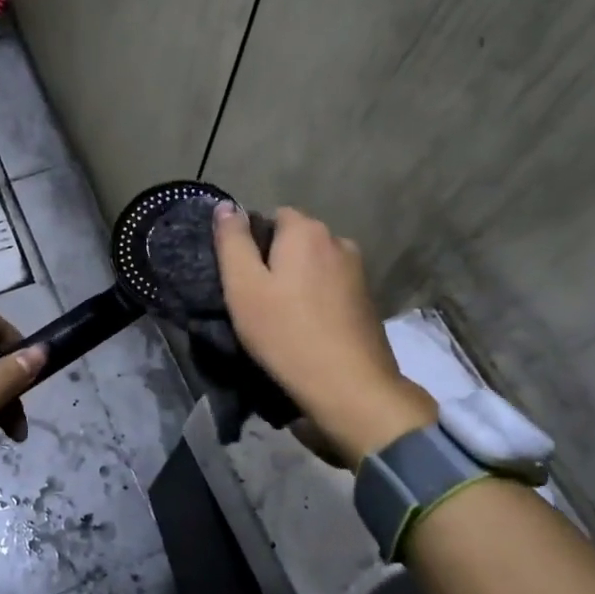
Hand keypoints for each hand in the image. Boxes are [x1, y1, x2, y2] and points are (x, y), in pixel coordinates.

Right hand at [213, 203, 436, 462]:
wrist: (350, 387)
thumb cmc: (286, 333)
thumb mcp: (243, 287)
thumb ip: (232, 242)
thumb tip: (226, 206)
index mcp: (306, 231)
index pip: (271, 216)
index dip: (251, 242)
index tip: (240, 277)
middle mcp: (338, 241)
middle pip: (295, 239)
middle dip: (275, 260)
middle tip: (255, 299)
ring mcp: (358, 271)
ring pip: (314, 264)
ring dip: (297, 280)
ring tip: (280, 316)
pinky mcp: (368, 300)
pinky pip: (331, 286)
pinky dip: (316, 299)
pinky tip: (306, 327)